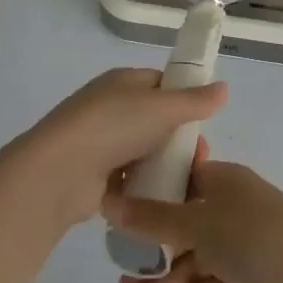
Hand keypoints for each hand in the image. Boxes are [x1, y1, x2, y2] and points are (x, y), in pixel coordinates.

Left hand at [16, 69, 226, 226]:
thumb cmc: (112, 127)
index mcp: (122, 82)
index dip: (185, 100)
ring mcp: (101, 143)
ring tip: (185, 184)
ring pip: (145, 152)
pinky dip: (145, 187)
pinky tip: (163, 200)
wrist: (58, 173)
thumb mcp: (161, 107)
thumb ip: (195, 100)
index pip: (162, 84)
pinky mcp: (96, 177)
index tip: (204, 122)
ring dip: (164, 166)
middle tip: (199, 159)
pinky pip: (130, 179)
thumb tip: (224, 87)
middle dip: (180, 140)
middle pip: (156, 121)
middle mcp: (111, 108)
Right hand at [105, 157, 282, 282]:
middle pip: (180, 225)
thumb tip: (110, 201)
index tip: (117, 211)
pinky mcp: (248, 281)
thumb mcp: (201, 224)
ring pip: (192, 261)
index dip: (149, 191)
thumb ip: (154, 217)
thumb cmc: (259, 240)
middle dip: (150, 251)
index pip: (180, 177)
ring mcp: (240, 246)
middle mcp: (231, 209)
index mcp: (224, 181)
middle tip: (121, 276)